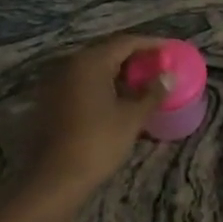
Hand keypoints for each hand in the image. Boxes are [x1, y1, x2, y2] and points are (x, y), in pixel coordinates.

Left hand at [25, 34, 172, 203]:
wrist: (55, 179)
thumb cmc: (98, 143)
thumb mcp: (132, 118)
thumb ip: (153, 93)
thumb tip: (168, 76)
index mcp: (91, 62)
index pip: (126, 42)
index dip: (151, 44)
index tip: (171, 50)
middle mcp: (71, 65)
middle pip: (108, 52)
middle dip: (135, 57)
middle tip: (158, 66)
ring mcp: (57, 83)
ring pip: (95, 68)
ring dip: (119, 72)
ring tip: (143, 83)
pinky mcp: (52, 101)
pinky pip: (83, 83)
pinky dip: (103, 84)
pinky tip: (119, 99)